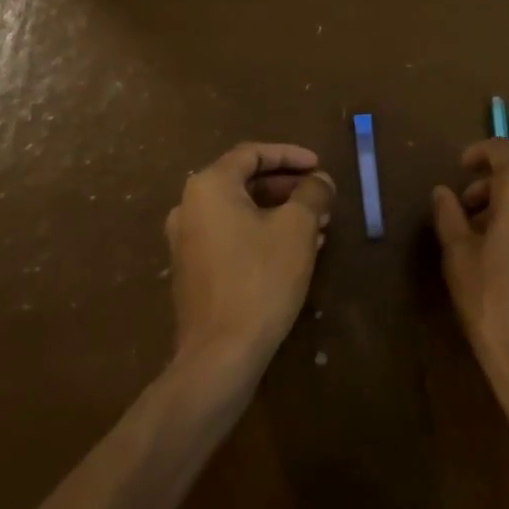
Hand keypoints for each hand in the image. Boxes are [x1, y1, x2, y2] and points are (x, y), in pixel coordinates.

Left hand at [166, 142, 333, 366]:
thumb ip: (312, 193)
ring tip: (318, 225)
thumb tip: (320, 181)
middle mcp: (190, 207)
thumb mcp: (298, 227)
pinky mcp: (193, 272)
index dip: (290, 155)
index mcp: (209, 187)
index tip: (319, 166)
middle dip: (288, 187)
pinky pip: (232, 236)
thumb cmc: (260, 278)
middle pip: (245, 182)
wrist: (220, 355)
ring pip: (241, 212)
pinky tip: (296, 251)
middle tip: (320, 197)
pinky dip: (263, 233)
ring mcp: (187, 242)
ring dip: (280, 212)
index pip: (252, 154)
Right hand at [432, 141, 508, 437]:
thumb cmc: (496, 305)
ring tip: (481, 231)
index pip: (505, 150)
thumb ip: (449, 216)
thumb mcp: (460, 258)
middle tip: (465, 205)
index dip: (480, 153)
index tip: (460, 167)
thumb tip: (443, 192)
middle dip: (493, 180)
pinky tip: (508, 249)